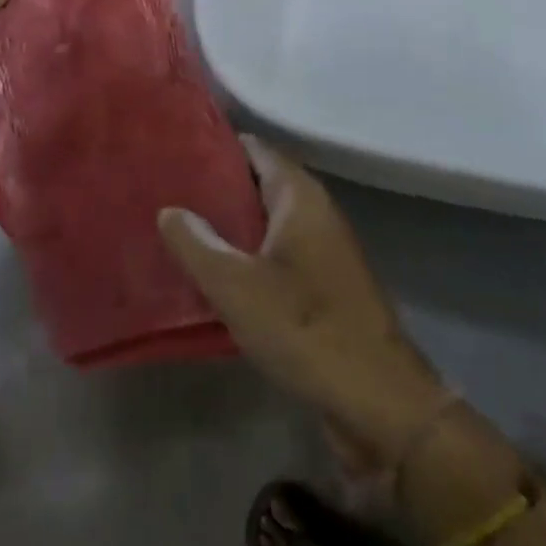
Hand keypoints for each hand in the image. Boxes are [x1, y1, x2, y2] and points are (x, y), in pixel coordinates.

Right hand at [160, 139, 452, 461]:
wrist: (376, 399)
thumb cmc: (303, 327)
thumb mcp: (234, 285)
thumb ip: (196, 243)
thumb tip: (170, 210)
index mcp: (300, 197)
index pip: (256, 149)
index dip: (218, 146)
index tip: (178, 150)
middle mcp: (317, 213)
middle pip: (261, 184)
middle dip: (219, 187)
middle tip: (169, 190)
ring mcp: (325, 252)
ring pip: (269, 224)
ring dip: (232, 226)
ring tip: (183, 228)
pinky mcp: (326, 287)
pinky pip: (279, 256)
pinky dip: (249, 256)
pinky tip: (216, 275)